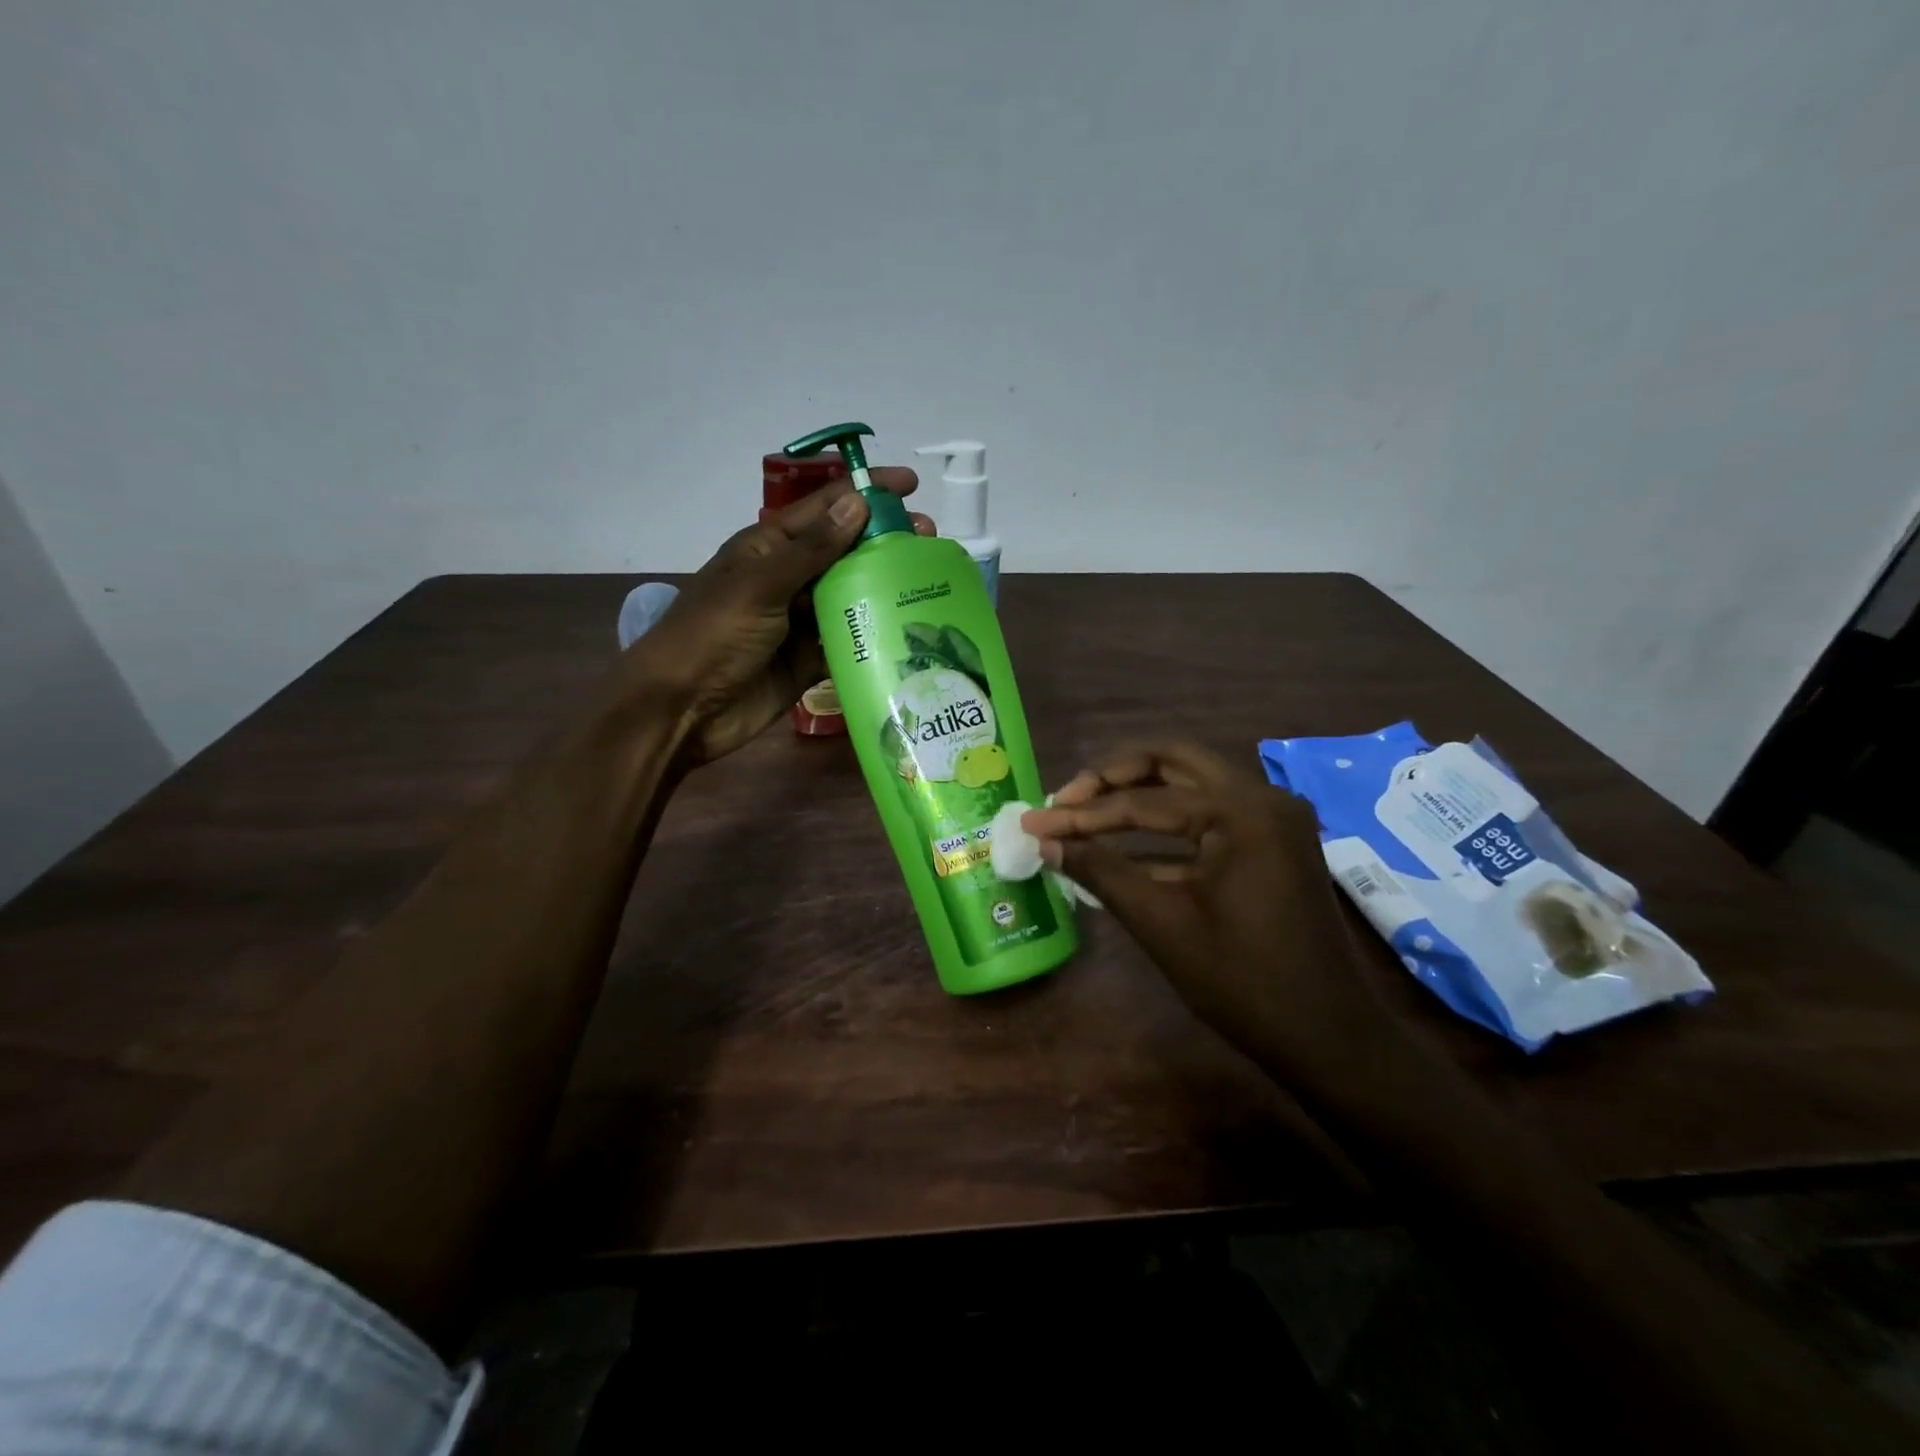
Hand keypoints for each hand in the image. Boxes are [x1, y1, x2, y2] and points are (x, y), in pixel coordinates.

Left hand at [624, 470, 931, 764]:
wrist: (682, 709)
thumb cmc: (713, 635)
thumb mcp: (761, 585)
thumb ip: (811, 549)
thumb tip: (858, 502)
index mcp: (770, 547)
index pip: (826, 508)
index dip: (866, 491)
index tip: (911, 486)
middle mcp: (789, 578)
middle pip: (845, 551)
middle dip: (885, 542)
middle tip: (931, 542)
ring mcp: (800, 620)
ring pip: (851, 596)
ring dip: (885, 589)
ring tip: (929, 584)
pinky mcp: (809, 660)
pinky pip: (848, 640)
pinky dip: (874, 636)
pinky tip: (909, 632)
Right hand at [1022, 741, 1390, 1082]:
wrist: (1330, 1039)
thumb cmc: (1243, 983)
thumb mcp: (1162, 924)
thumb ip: (1101, 872)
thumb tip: (1046, 842)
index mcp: (1242, 812)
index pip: (1145, 801)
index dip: (1082, 814)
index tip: (1034, 820)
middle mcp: (1262, 798)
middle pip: (1173, 763)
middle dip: (1113, 778)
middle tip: (1066, 800)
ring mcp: (1272, 819)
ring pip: (1191, 786)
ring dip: (1137, 797)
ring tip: (1083, 815)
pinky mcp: (1271, 843)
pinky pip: (1208, 818)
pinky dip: (1165, 829)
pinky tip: (1121, 847)